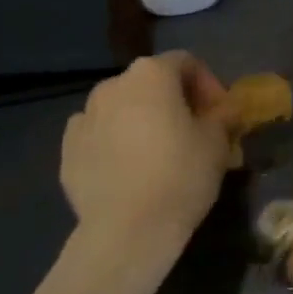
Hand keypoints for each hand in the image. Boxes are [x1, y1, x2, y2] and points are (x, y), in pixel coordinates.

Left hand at [60, 54, 229, 289]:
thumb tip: (224, 109)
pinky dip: (116, 143)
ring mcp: (84, 116)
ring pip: (123, 108)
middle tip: (195, 133)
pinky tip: (129, 170)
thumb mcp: (217, 142)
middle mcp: (113, 85)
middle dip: (175, 102)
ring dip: (143, 120)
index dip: (209, 85)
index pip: (187, 63)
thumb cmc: (180, 175)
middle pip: (152, 83)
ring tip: (160, 153)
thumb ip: (223, 115)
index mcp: (151, 74)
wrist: (127, 230)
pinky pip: (99, 135)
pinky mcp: (68, 149)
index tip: (221, 114)